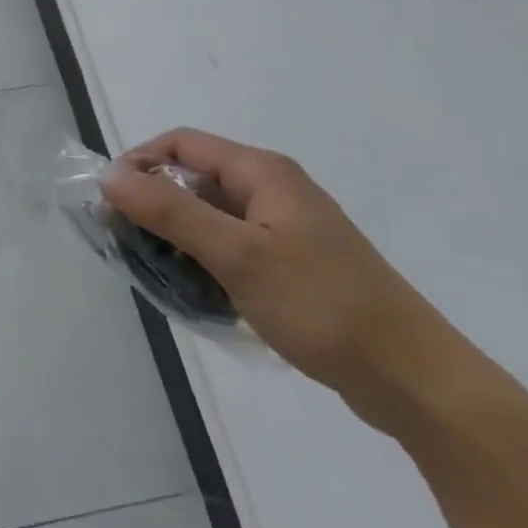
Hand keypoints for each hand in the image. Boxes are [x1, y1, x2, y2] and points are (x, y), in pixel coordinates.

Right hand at [103, 128, 478, 433]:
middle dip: (155, 204)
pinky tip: (198, 294)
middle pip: (195, 178)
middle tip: (127, 241)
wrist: (417, 382)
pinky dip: (207, 260)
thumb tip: (109, 175)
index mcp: (262, 171)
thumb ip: (170, 212)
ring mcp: (286, 227)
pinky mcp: (295, 263)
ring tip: (157, 271)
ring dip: (179, 236)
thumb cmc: (323, 305)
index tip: (111, 201)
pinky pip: (233, 246)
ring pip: (212, 216)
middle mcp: (273, 188)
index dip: (140, 162)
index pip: (181, 144)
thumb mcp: (237, 255)